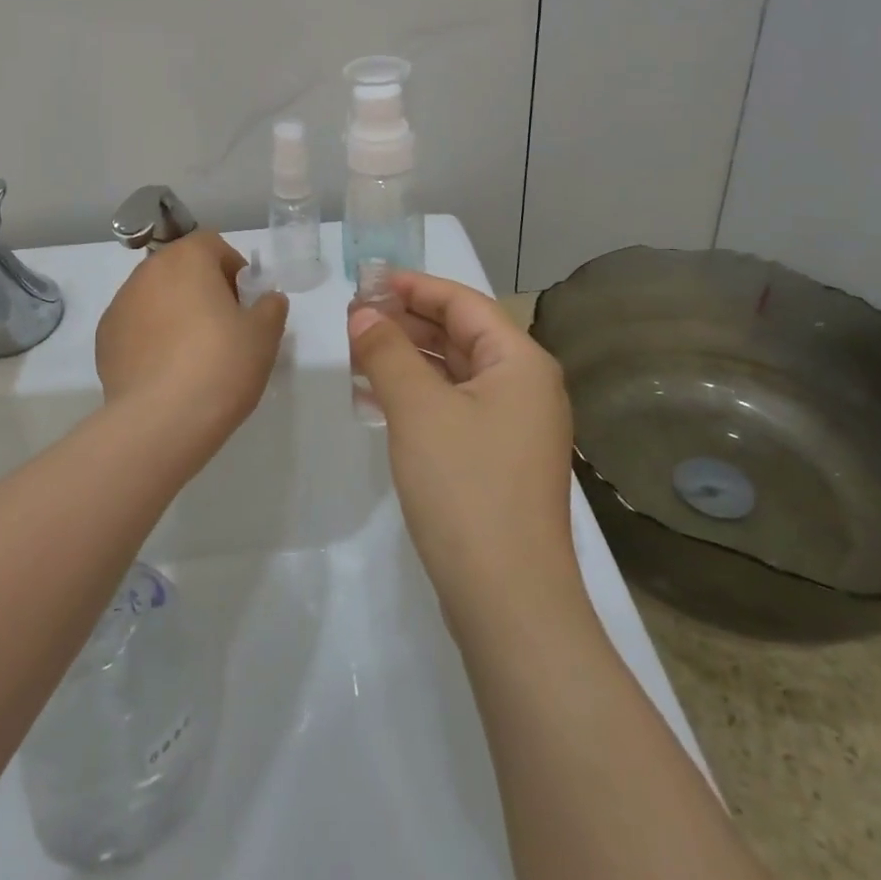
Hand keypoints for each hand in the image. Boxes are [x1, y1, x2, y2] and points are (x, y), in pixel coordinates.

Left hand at [97, 231, 288, 454]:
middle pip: (180, 269)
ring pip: (155, 297)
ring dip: (174, 313)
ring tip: (193, 355)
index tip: (244, 303)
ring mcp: (120, 305)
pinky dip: (151, 339)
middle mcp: (147, 272)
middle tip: (223, 328)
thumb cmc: (221, 364)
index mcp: (186, 259)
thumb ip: (270, 308)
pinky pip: (136, 328)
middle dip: (201, 290)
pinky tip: (166, 372)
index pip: (212, 245)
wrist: (161, 421)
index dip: (232, 269)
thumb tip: (267, 300)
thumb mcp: (264, 335)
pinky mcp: (104, 340)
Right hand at [349, 274, 577, 613]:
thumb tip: (363, 314)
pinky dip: (418, 394)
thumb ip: (387, 352)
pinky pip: (454, 406)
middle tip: (355, 315)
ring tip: (358, 350)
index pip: (463, 302)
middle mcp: (524, 386)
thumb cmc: (465, 487)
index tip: (368, 279)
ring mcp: (514, 425)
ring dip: (409, 358)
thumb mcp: (418, 409)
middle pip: (461, 334)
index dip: (415, 286)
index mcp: (519, 361)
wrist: (509, 599)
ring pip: (455, 372)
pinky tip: (378, 397)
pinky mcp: (498, 458)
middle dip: (408, 321)